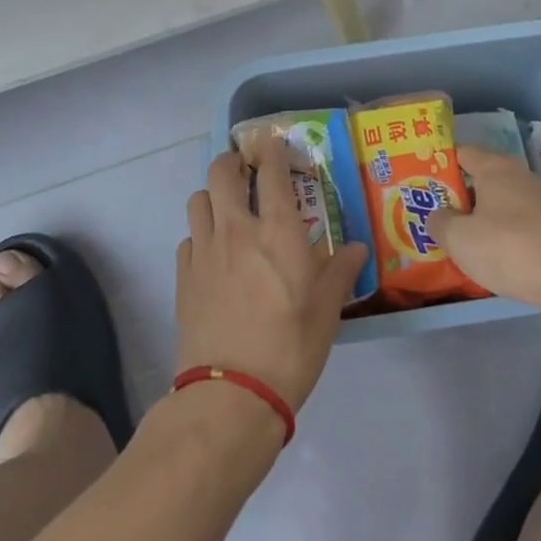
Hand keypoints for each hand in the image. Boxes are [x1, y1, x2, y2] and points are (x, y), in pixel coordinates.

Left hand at [174, 137, 370, 411]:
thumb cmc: (291, 347)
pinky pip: (188, 237)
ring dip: (212, 195)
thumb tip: (356, 248)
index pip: (272, 172)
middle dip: (233, 162)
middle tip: (247, 173)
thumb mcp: (328, 310)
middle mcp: (237, 228)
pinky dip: (200, 234)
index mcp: (278, 230)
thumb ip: (341, 271)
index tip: (276, 146)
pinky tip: (213, 255)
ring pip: (198, 199)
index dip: (273, 151)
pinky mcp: (183, 276)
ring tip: (228, 211)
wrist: (232, 394)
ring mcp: (204, 250)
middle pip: (222, 172)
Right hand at [427, 147, 540, 310]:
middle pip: (488, 179)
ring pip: (511, 203)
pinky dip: (518, 235)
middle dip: (468, 197)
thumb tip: (438, 215)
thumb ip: (440, 223)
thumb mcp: (460, 241)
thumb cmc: (512, 250)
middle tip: (446, 218)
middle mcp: (524, 176)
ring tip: (477, 244)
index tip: (428, 183)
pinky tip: (511, 259)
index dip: (444, 165)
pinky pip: (532, 224)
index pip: (464, 153)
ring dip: (494, 218)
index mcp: (496, 169)